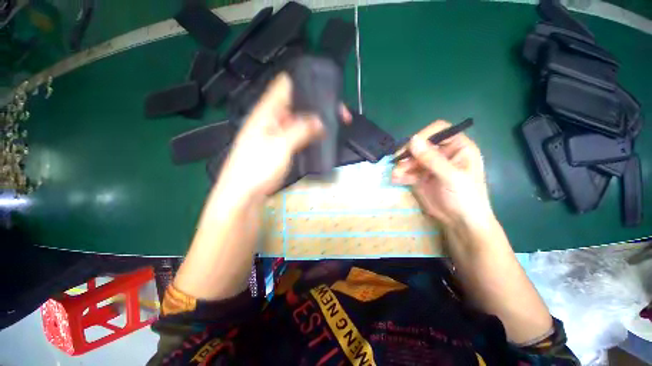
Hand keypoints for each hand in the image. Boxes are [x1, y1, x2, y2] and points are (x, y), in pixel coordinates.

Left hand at [218, 73, 350, 196]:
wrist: (245, 192)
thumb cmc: (256, 167)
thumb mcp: (280, 145)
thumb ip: (300, 130)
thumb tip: (320, 121)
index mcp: (267, 111)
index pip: (286, 85)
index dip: (306, 82)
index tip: (326, 88)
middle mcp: (273, 118)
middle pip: (298, 103)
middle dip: (317, 105)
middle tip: (338, 112)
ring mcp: (279, 133)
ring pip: (301, 120)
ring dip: (316, 120)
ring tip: (335, 123)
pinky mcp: (283, 146)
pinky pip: (300, 134)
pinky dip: (311, 133)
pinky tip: (322, 136)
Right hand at [391, 120, 493, 227]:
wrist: (461, 222)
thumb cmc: (466, 197)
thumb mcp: (451, 177)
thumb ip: (432, 159)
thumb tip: (413, 139)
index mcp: (457, 147)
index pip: (439, 130)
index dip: (424, 135)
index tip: (411, 146)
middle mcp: (442, 153)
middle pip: (420, 145)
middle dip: (408, 154)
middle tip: (398, 163)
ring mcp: (430, 165)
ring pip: (411, 158)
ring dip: (402, 165)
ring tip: (395, 175)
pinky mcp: (420, 176)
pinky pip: (407, 171)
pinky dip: (400, 175)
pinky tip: (395, 179)